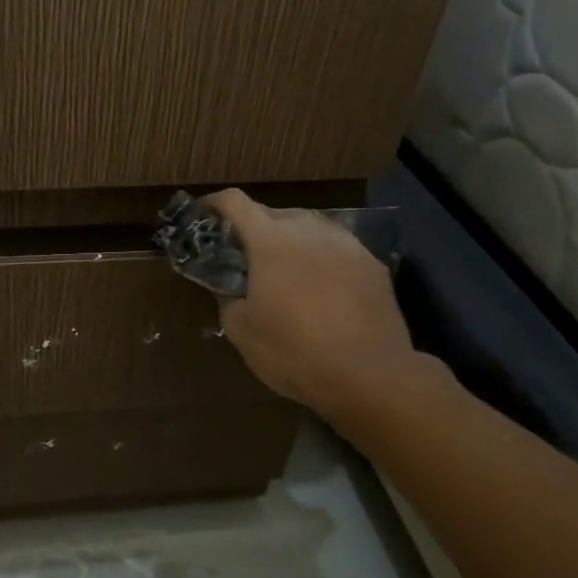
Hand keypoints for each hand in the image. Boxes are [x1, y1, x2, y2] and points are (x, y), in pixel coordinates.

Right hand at [204, 189, 422, 413]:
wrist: (369, 375)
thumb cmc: (293, 351)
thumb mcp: (241, 330)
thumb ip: (226, 297)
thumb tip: (228, 286)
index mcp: (270, 240)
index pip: (235, 202)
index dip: (215, 204)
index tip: (204, 215)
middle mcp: (309, 229)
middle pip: (274, 213)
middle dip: (254, 229)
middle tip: (244, 258)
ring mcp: (347, 244)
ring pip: (309, 228)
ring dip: (291, 241)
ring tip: (286, 271)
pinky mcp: (373, 264)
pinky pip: (338, 249)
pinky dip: (322, 259)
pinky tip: (322, 289)